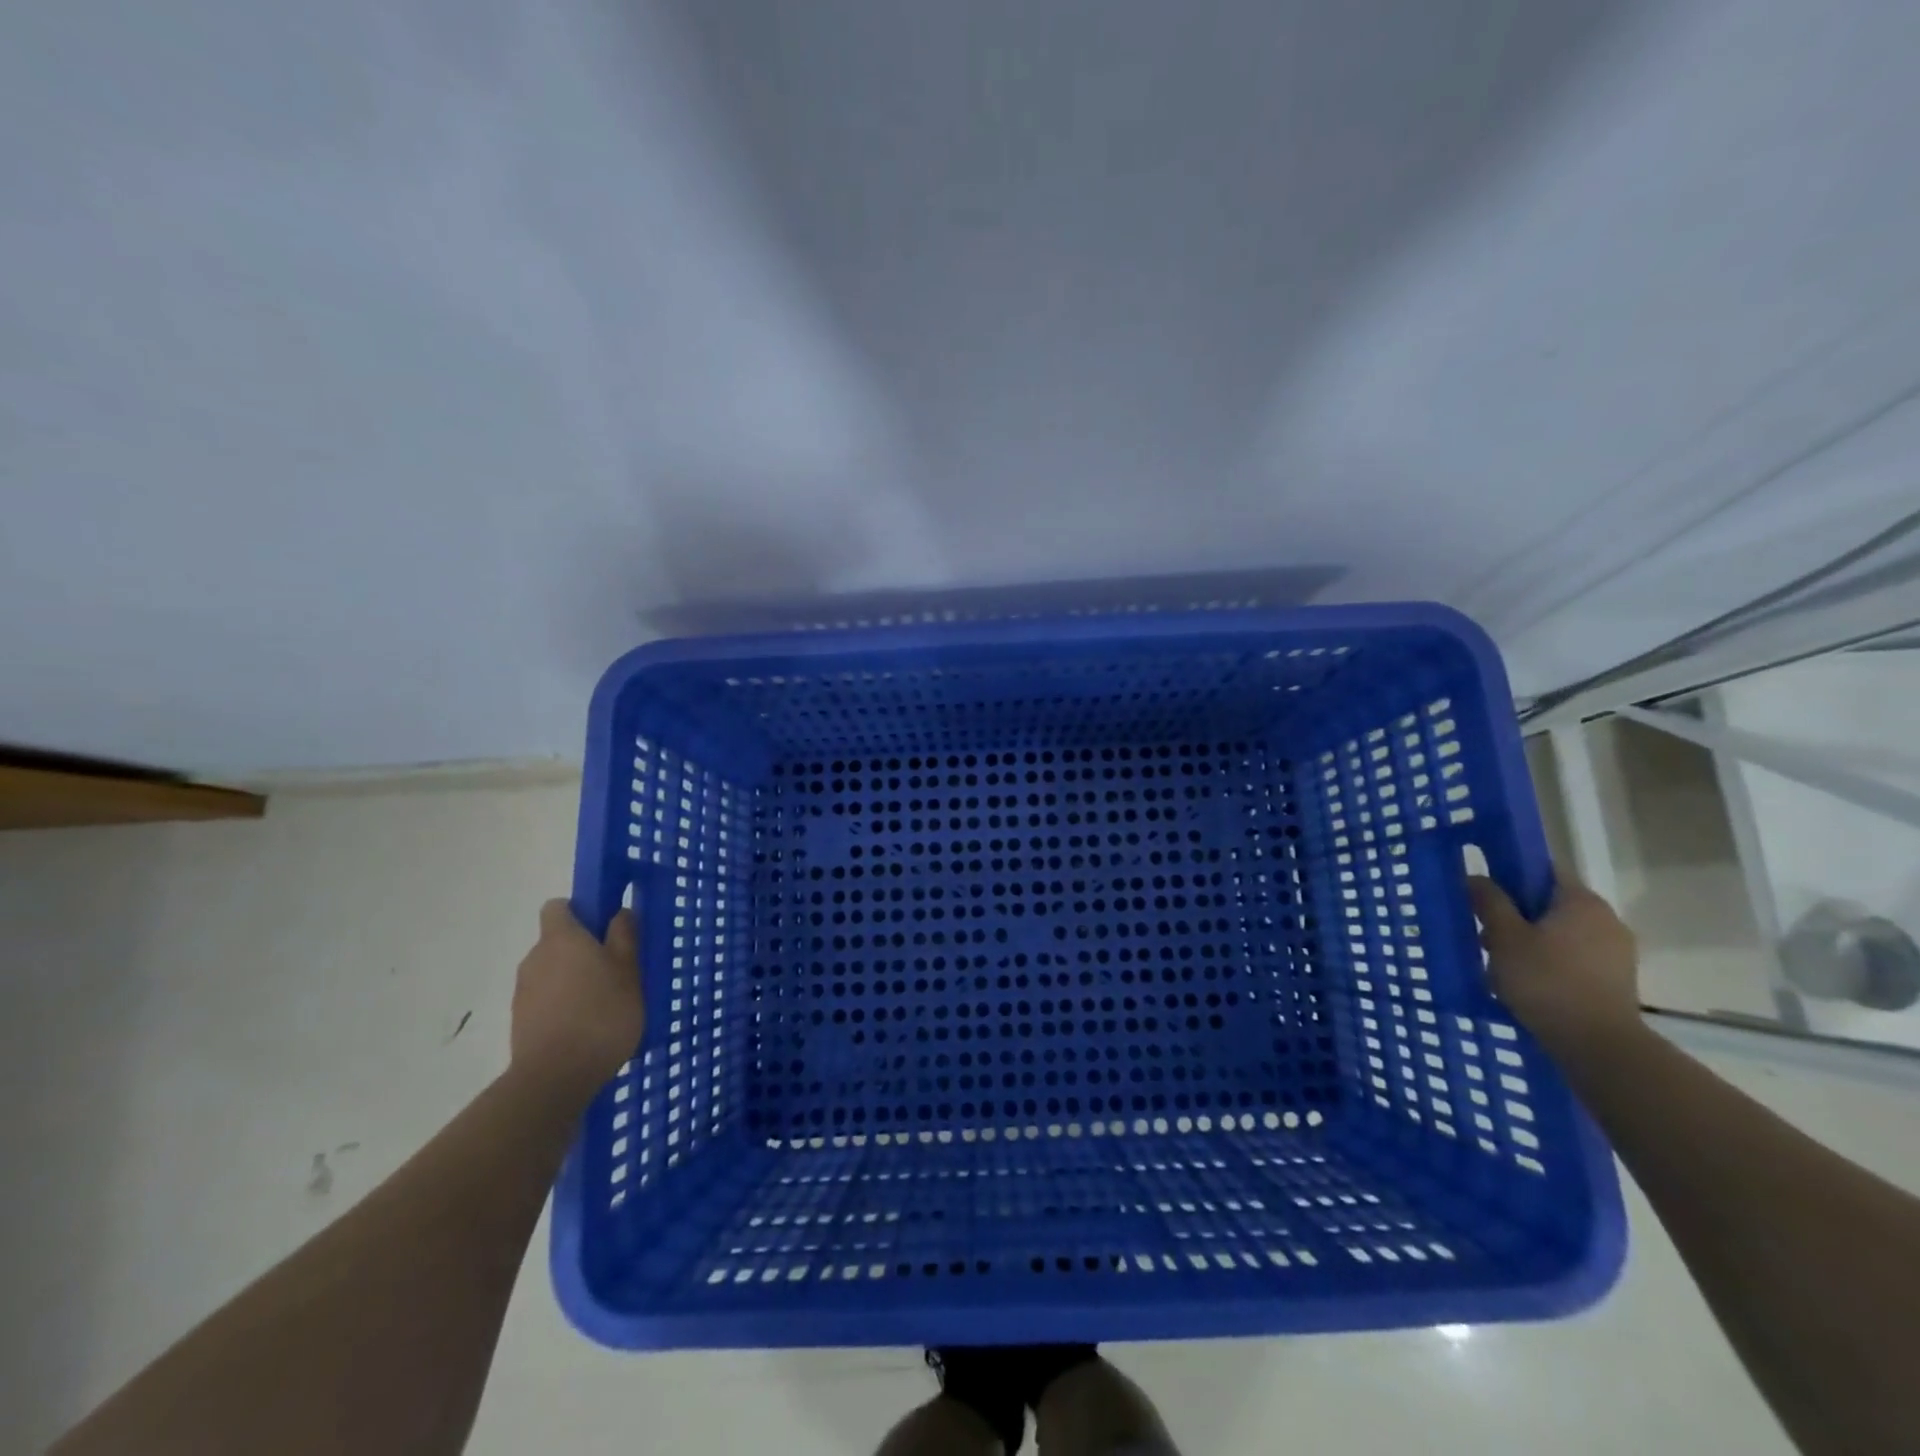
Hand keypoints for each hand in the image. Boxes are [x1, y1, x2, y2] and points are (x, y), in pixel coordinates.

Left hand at [510, 900, 643, 1095]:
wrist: (555, 1077)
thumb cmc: (601, 1014)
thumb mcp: (629, 971)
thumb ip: (624, 937)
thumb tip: (619, 912)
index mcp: (561, 938)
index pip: (558, 907)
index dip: (580, 911)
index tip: (604, 928)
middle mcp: (535, 957)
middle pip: (557, 941)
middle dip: (582, 949)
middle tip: (615, 969)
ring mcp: (524, 991)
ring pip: (552, 972)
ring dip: (573, 979)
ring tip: (603, 1004)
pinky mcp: (520, 1021)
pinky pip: (546, 999)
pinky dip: (563, 1005)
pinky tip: (587, 1027)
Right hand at [1468, 872, 1641, 1057]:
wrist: (1598, 1045)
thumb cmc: (1546, 980)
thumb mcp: (1504, 936)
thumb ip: (1489, 901)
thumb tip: (1475, 876)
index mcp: (1582, 901)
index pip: (1542, 871)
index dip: (1509, 877)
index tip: (1483, 894)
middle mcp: (1606, 919)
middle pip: (1549, 904)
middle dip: (1515, 916)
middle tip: (1485, 936)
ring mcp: (1616, 952)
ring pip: (1560, 933)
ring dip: (1529, 941)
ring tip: (1501, 965)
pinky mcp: (1616, 980)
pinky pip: (1573, 958)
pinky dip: (1549, 962)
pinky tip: (1527, 983)